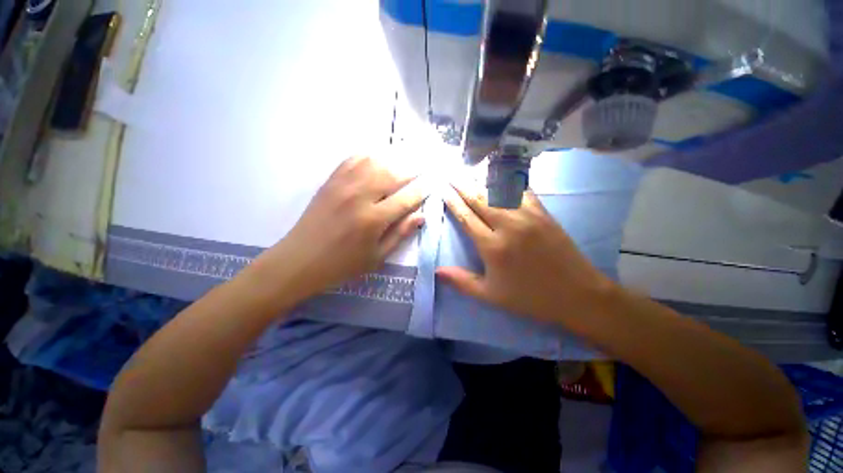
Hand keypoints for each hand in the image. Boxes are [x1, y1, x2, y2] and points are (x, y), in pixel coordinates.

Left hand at [267, 156, 425, 295]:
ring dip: (393, 160)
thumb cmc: (343, 264)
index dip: (422, 191)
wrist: (300, 260)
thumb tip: (421, 216)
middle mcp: (360, 196)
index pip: (406, 198)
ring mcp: (343, 185)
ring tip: (404, 163)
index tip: (432, 185)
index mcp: (373, 219)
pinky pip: (353, 159)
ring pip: (375, 162)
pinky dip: (369, 156)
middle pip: (393, 174)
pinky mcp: (330, 181)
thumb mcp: (377, 257)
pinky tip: (378, 159)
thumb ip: (400, 234)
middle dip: (412, 170)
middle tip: (423, 168)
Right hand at [437, 183, 617, 327]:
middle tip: (450, 173)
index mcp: (492, 246)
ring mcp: (527, 216)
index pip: (466, 217)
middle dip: (462, 184)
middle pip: (479, 199)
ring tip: (468, 169)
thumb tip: (436, 271)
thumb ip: (462, 281)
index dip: (452, 201)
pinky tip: (500, 174)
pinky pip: (521, 191)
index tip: (443, 188)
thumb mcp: (491, 296)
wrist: (577, 294)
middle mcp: (507, 225)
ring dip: (481, 179)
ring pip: (498, 191)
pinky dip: (508, 181)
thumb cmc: (529, 297)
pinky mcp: (543, 213)